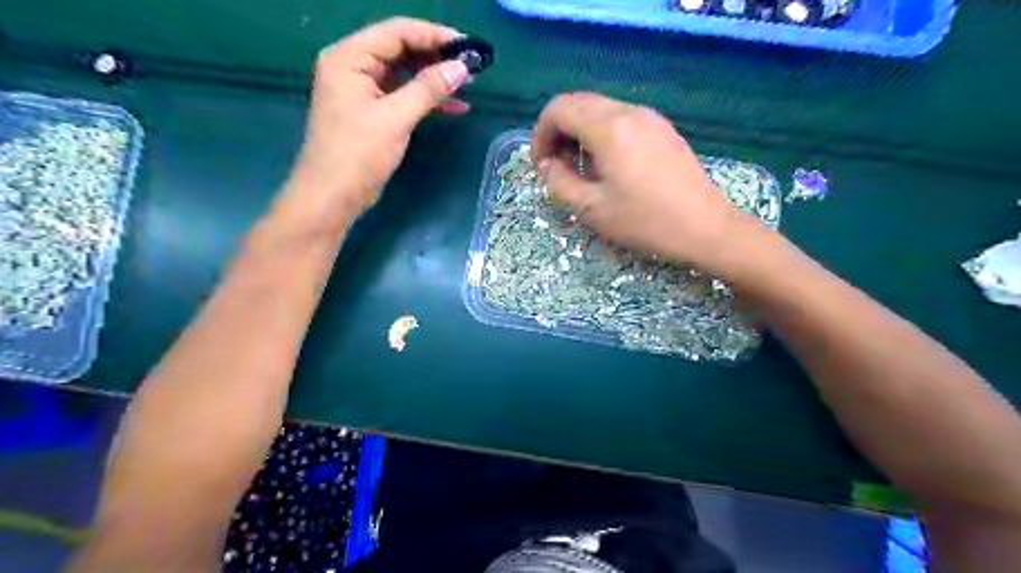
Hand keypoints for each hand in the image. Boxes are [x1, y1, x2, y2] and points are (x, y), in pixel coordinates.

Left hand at [285, 19, 472, 229]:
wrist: (332, 196)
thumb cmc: (358, 154)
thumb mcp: (395, 118)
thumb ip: (428, 89)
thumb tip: (461, 67)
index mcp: (349, 57)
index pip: (396, 32)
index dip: (434, 35)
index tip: (467, 47)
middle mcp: (352, 66)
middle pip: (400, 49)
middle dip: (436, 57)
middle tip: (470, 66)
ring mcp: (360, 89)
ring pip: (403, 73)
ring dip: (434, 79)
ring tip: (467, 85)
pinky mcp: (370, 111)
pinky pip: (401, 95)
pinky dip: (425, 99)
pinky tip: (453, 107)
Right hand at [531, 95, 752, 272]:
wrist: (704, 227)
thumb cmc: (644, 221)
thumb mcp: (592, 208)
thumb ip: (558, 182)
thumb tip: (547, 164)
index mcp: (608, 128)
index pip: (558, 109)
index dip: (540, 134)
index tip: (541, 165)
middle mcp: (628, 112)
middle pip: (578, 103)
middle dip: (558, 131)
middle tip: (557, 166)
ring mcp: (649, 117)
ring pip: (599, 109)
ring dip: (580, 132)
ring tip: (582, 169)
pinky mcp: (662, 128)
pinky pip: (621, 118)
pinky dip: (602, 133)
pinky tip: (609, 165)